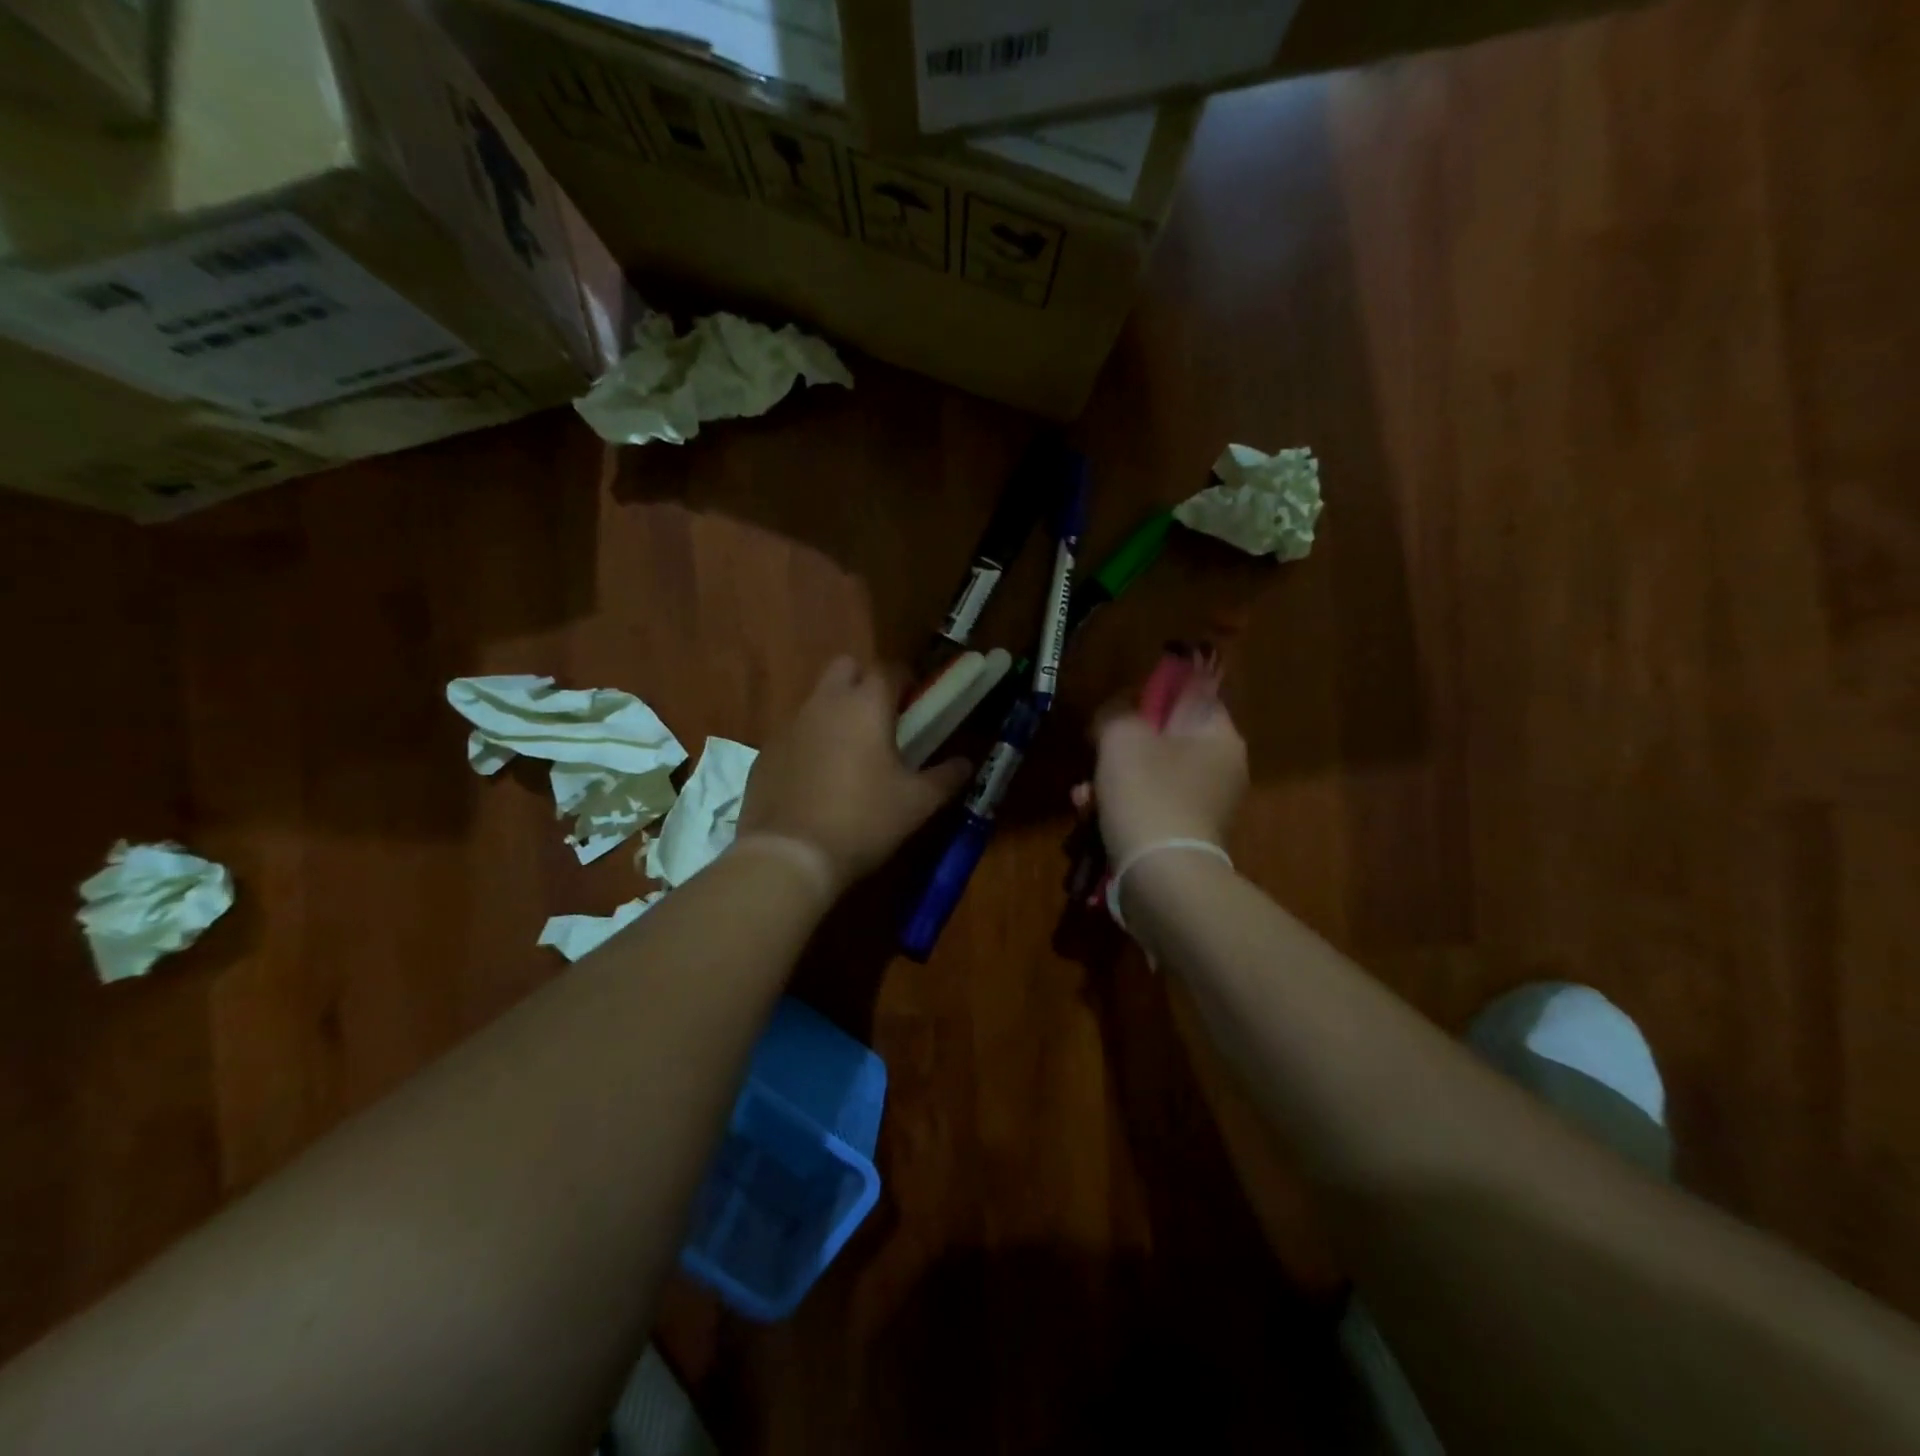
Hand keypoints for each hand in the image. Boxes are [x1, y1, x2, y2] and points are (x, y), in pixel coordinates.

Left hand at [739, 656, 970, 889]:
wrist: (790, 855)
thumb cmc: (864, 820)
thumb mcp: (917, 803)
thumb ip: (945, 777)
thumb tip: (966, 763)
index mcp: (865, 705)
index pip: (889, 669)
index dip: (905, 680)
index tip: (916, 702)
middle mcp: (825, 703)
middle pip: (845, 667)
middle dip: (864, 681)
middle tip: (881, 718)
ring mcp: (789, 725)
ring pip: (817, 699)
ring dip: (836, 711)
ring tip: (851, 753)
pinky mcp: (766, 752)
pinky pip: (794, 732)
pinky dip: (810, 742)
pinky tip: (818, 779)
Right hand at [1091, 672, 1247, 865]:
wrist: (1161, 878)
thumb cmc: (1147, 794)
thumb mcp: (1122, 737)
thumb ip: (1118, 712)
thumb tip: (1118, 713)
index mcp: (1219, 737)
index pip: (1192, 696)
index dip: (1153, 694)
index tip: (1120, 706)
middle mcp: (1221, 770)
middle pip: (1165, 739)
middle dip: (1120, 747)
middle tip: (1094, 754)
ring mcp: (1204, 806)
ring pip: (1150, 776)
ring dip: (1111, 781)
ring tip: (1082, 796)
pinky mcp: (1185, 836)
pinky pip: (1149, 807)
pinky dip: (1120, 809)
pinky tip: (1090, 817)